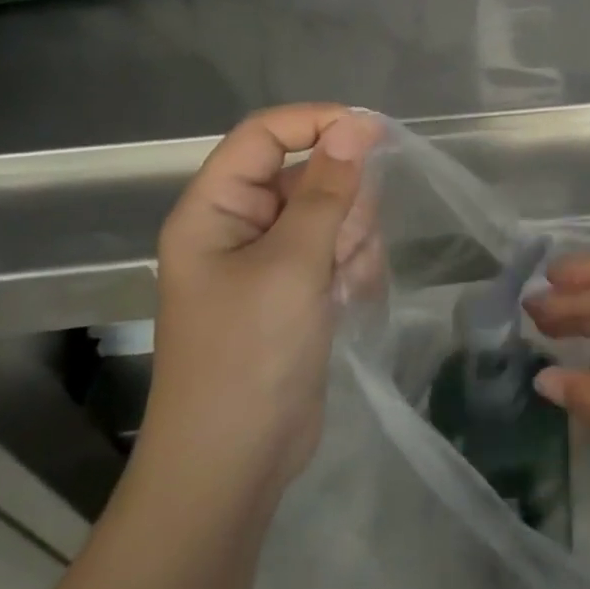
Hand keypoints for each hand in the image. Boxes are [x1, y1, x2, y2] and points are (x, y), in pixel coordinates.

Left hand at [134, 105, 381, 505]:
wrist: (235, 466)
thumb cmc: (250, 355)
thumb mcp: (292, 264)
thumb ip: (328, 189)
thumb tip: (357, 123)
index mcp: (215, 207)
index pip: (265, 133)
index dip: (317, 122)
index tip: (374, 133)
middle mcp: (239, 224)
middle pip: (307, 173)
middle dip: (341, 203)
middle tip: (345, 244)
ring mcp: (270, 259)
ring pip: (331, 212)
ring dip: (351, 240)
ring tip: (342, 282)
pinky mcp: (296, 289)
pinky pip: (337, 250)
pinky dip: (351, 269)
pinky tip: (347, 302)